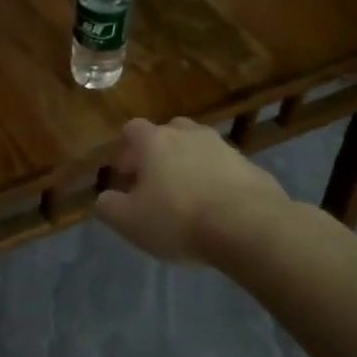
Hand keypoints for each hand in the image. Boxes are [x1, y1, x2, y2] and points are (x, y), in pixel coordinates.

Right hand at [95, 117, 285, 262]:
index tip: (123, 174)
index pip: (132, 129)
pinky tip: (216, 209)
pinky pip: (225, 169)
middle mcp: (189, 135)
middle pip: (168, 132)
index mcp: (155, 141)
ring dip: (189, 166)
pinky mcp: (251, 167)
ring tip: (187, 198)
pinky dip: (216, 181)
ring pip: (199, 149)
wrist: (249, 227)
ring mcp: (224, 148)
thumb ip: (109, 206)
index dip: (124, 150)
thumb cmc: (178, 219)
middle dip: (158, 153)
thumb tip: (105, 198)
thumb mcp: (129, 221)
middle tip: (154, 182)